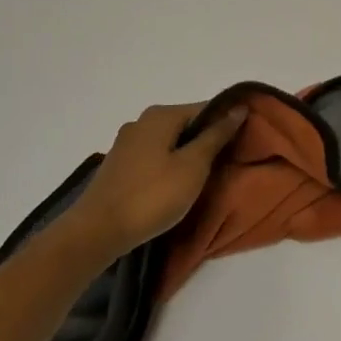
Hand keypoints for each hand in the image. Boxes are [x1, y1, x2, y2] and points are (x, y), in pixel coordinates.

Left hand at [64, 101, 247, 255]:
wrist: (97, 232)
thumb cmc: (152, 195)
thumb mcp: (193, 165)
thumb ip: (216, 135)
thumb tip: (238, 108)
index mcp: (161, 115)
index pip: (206, 108)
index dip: (227, 123)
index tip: (244, 143)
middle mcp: (142, 121)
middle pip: (186, 124)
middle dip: (207, 140)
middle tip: (226, 163)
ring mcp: (127, 143)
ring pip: (170, 141)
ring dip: (188, 154)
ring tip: (203, 177)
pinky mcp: (119, 165)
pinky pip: (154, 156)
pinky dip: (169, 165)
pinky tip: (176, 185)